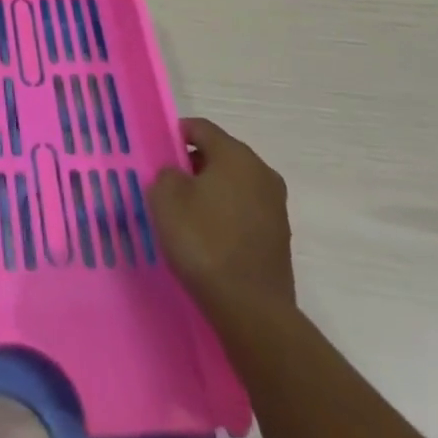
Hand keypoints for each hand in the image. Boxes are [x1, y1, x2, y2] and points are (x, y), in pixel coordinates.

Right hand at [148, 117, 294, 314]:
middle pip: (220, 155)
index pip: (200, 128)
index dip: (175, 135)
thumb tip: (178, 176)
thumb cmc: (204, 241)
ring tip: (186, 215)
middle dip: (193, 165)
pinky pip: (244, 212)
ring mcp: (276, 207)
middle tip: (167, 185)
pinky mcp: (279, 238)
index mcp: (236, 155)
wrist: (251, 310)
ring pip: (233, 185)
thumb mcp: (165, 197)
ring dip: (210, 192)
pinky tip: (208, 238)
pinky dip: (225, 216)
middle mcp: (262, 172)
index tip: (157, 155)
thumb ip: (166, 174)